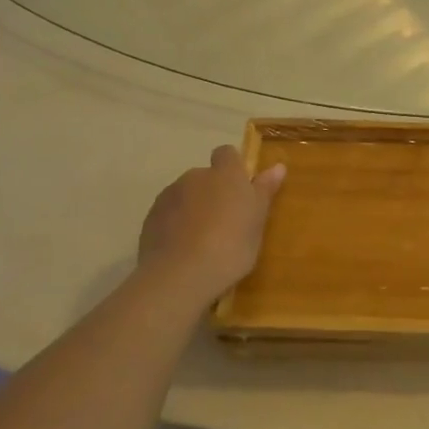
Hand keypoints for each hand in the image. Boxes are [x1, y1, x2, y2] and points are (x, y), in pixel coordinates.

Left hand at [138, 146, 285, 301]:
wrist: (180, 275)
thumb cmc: (231, 246)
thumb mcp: (258, 221)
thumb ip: (264, 191)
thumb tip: (278, 166)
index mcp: (225, 174)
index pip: (227, 154)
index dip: (233, 167)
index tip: (241, 190)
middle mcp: (195, 177)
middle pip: (205, 176)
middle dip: (213, 192)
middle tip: (226, 221)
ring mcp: (169, 196)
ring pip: (185, 195)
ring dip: (194, 208)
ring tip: (203, 240)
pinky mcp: (151, 217)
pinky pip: (168, 214)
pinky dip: (176, 224)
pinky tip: (184, 249)